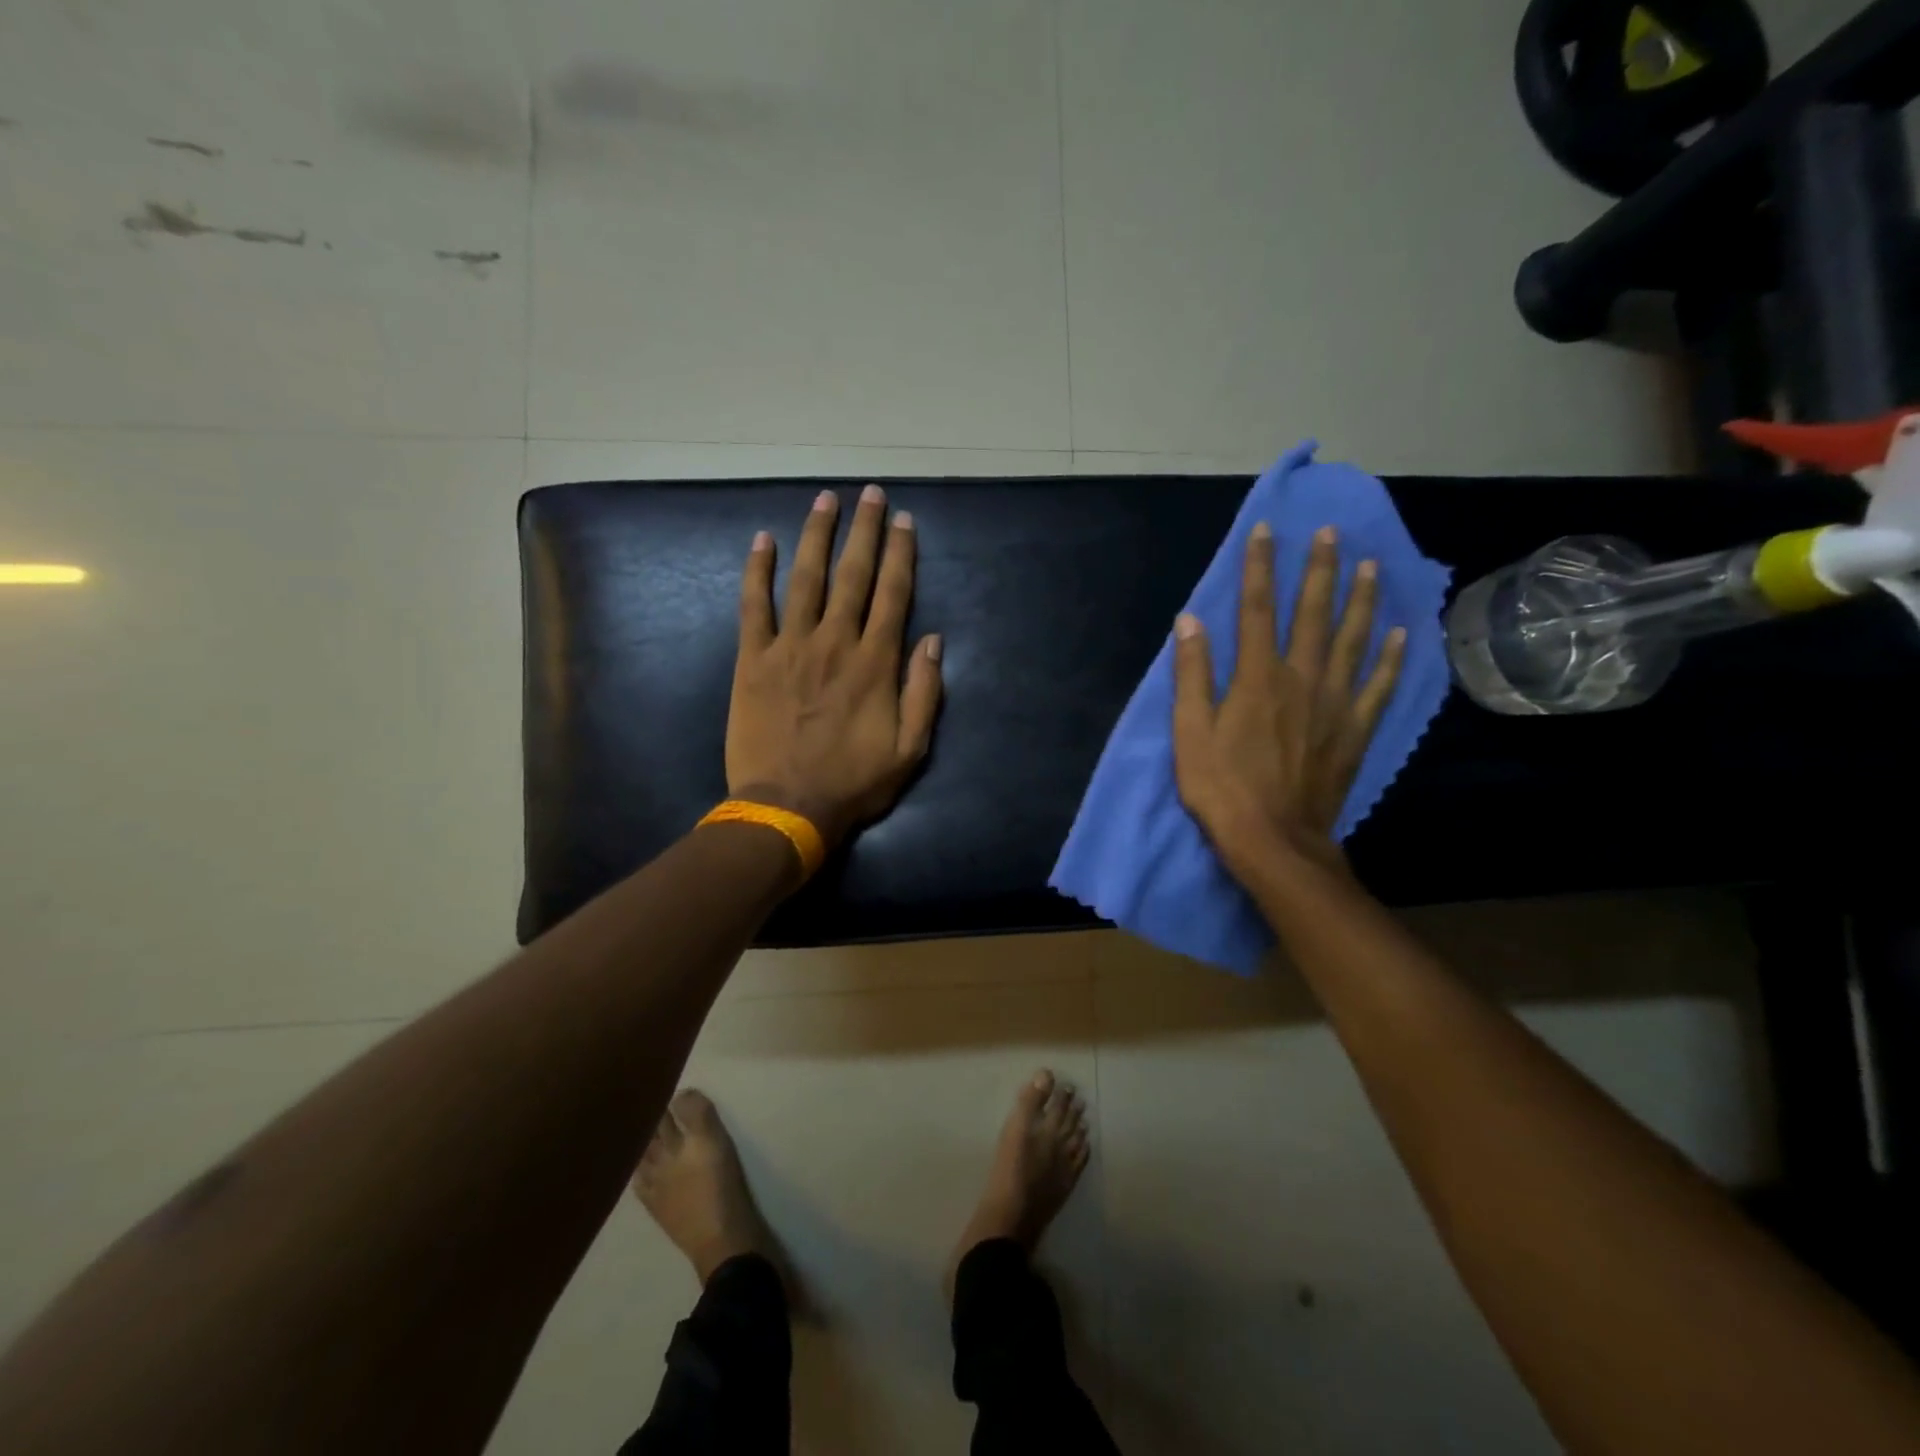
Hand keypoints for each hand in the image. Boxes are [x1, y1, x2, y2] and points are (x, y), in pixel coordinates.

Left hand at [726, 484, 942, 848]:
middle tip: (870, 494)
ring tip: (825, 500)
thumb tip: (932, 639)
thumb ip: (924, 691)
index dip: (901, 553)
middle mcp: (835, 642)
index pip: (893, 594)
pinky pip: (754, 606)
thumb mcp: (910, 748)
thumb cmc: (854, 782)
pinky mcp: (753, 659)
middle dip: (864, 530)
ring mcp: (790, 647)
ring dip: (816, 536)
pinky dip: (757, 571)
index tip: (904, 520)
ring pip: (805, 579)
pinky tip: (762, 540)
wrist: (787, 806)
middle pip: (853, 575)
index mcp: (875, 663)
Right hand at [1172, 523, 1404, 881]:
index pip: (1256, 609)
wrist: (1273, 839)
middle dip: (1318, 569)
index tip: (1266, 531)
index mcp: (1257, 677)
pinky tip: (1400, 633)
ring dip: (1360, 599)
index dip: (1259, 567)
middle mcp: (1301, 678)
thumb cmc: (1221, 786)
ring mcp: (1335, 703)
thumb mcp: (1189, 732)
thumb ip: (1191, 674)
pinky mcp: (1355, 729)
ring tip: (1369, 565)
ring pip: (1352, 639)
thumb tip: (1189, 621)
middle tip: (1331, 533)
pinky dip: (1391, 657)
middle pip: (1312, 613)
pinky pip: (1379, 685)